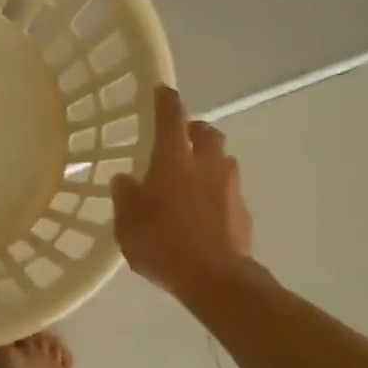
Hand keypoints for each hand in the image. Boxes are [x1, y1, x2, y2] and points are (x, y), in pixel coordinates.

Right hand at [111, 85, 254, 297]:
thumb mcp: (128, 223)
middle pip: (206, 132)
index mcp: (174, 160)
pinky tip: (203, 209)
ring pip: (221, 159)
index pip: (171, 118)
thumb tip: (124, 179)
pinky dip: (216, 190)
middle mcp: (205, 164)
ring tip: (191, 175)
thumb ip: (126, 196)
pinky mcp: (243, 210)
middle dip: (193, 128)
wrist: (215, 277)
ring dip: (208, 159)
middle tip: (179, 137)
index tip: (161, 90)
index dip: (165, 101)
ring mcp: (229, 186)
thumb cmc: (163, 244)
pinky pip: (228, 189)